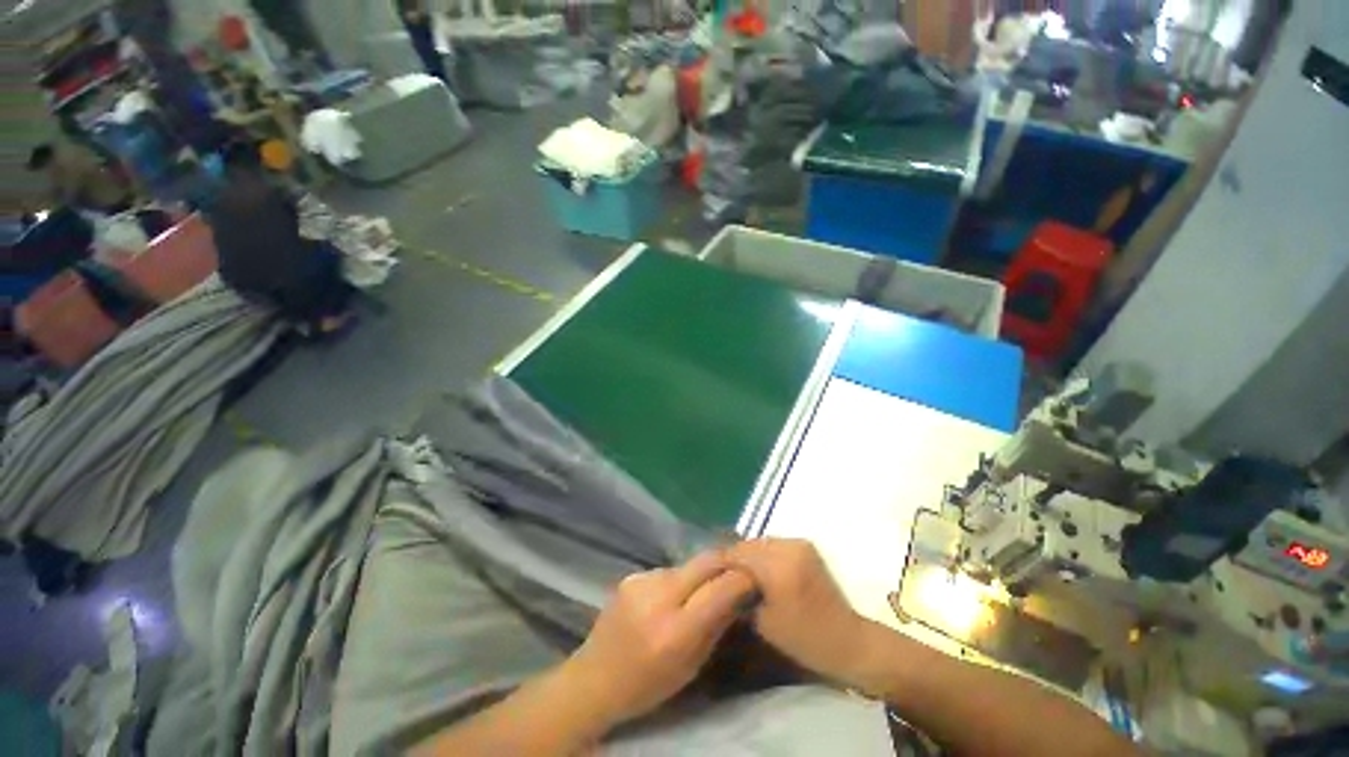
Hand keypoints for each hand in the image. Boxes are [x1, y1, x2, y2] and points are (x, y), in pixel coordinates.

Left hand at [563, 551, 755, 728]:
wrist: (594, 678)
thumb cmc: (648, 685)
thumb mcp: (691, 666)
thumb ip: (717, 626)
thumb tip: (740, 593)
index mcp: (676, 630)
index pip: (720, 587)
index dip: (742, 579)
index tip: (754, 579)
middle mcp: (659, 596)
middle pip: (706, 561)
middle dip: (727, 563)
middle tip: (739, 571)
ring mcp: (642, 580)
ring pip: (687, 565)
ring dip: (700, 575)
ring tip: (699, 593)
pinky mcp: (632, 574)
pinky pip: (668, 571)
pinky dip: (678, 581)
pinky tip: (671, 598)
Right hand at [726, 538, 875, 687]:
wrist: (847, 638)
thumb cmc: (804, 638)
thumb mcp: (764, 622)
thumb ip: (742, 594)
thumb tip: (726, 579)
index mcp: (777, 567)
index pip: (738, 554)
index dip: (721, 561)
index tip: (708, 571)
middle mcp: (788, 547)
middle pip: (749, 544)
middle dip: (735, 556)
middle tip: (722, 572)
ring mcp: (799, 543)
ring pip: (762, 541)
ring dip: (749, 553)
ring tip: (739, 571)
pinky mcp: (806, 546)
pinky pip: (775, 543)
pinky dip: (764, 553)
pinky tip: (759, 569)